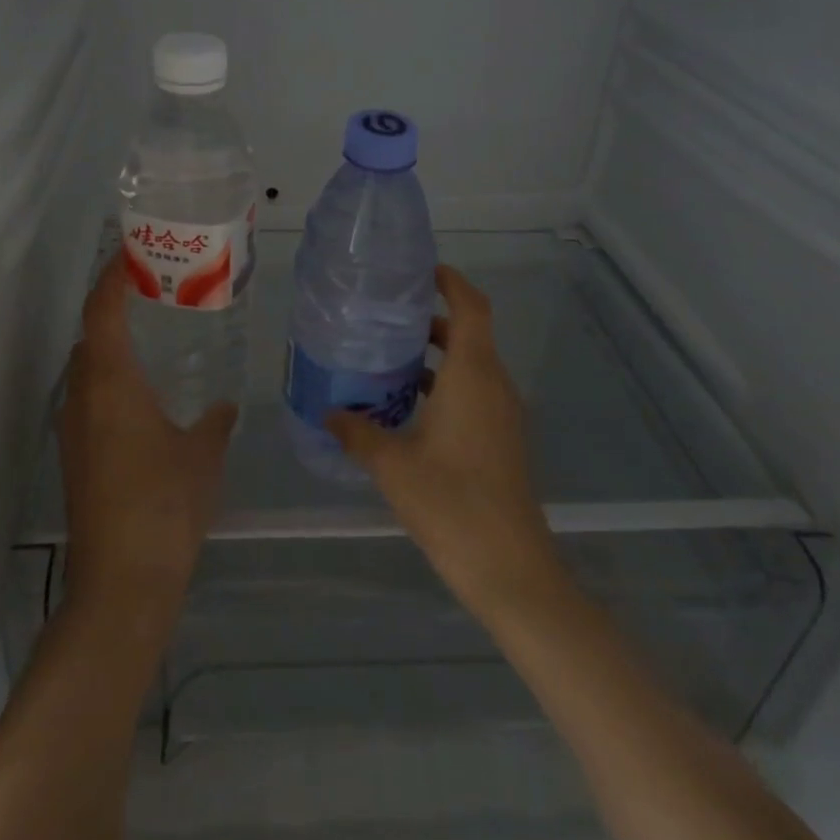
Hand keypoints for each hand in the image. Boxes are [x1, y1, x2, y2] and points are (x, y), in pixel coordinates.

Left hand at [58, 254, 236, 620]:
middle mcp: (83, 397)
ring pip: (87, 370)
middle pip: (89, 336)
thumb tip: (224, 407)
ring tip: (153, 340)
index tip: (131, 254)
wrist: (122, 581)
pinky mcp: (76, 459)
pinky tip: (145, 399)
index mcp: (111, 382)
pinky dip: (111, 383)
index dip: (111, 277)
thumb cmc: (165, 503)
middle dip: (114, 309)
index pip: (101, 311)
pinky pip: (90, 400)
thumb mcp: (203, 454)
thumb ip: (215, 421)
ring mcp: (73, 430)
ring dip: (111, 348)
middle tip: (155, 295)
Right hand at [326, 265, 565, 628]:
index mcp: (473, 375)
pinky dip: (445, 386)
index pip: (471, 308)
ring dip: (436, 357)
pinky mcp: (501, 440)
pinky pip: (474, 393)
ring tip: (388, 358)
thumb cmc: (451, 503)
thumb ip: (358, 433)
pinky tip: (407, 408)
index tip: (420, 271)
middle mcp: (493, 386)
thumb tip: (329, 413)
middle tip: (386, 317)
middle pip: (469, 334)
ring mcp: (502, 415)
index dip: (451, 282)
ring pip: (471, 366)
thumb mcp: (392, 465)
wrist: (510, 568)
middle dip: (431, 320)